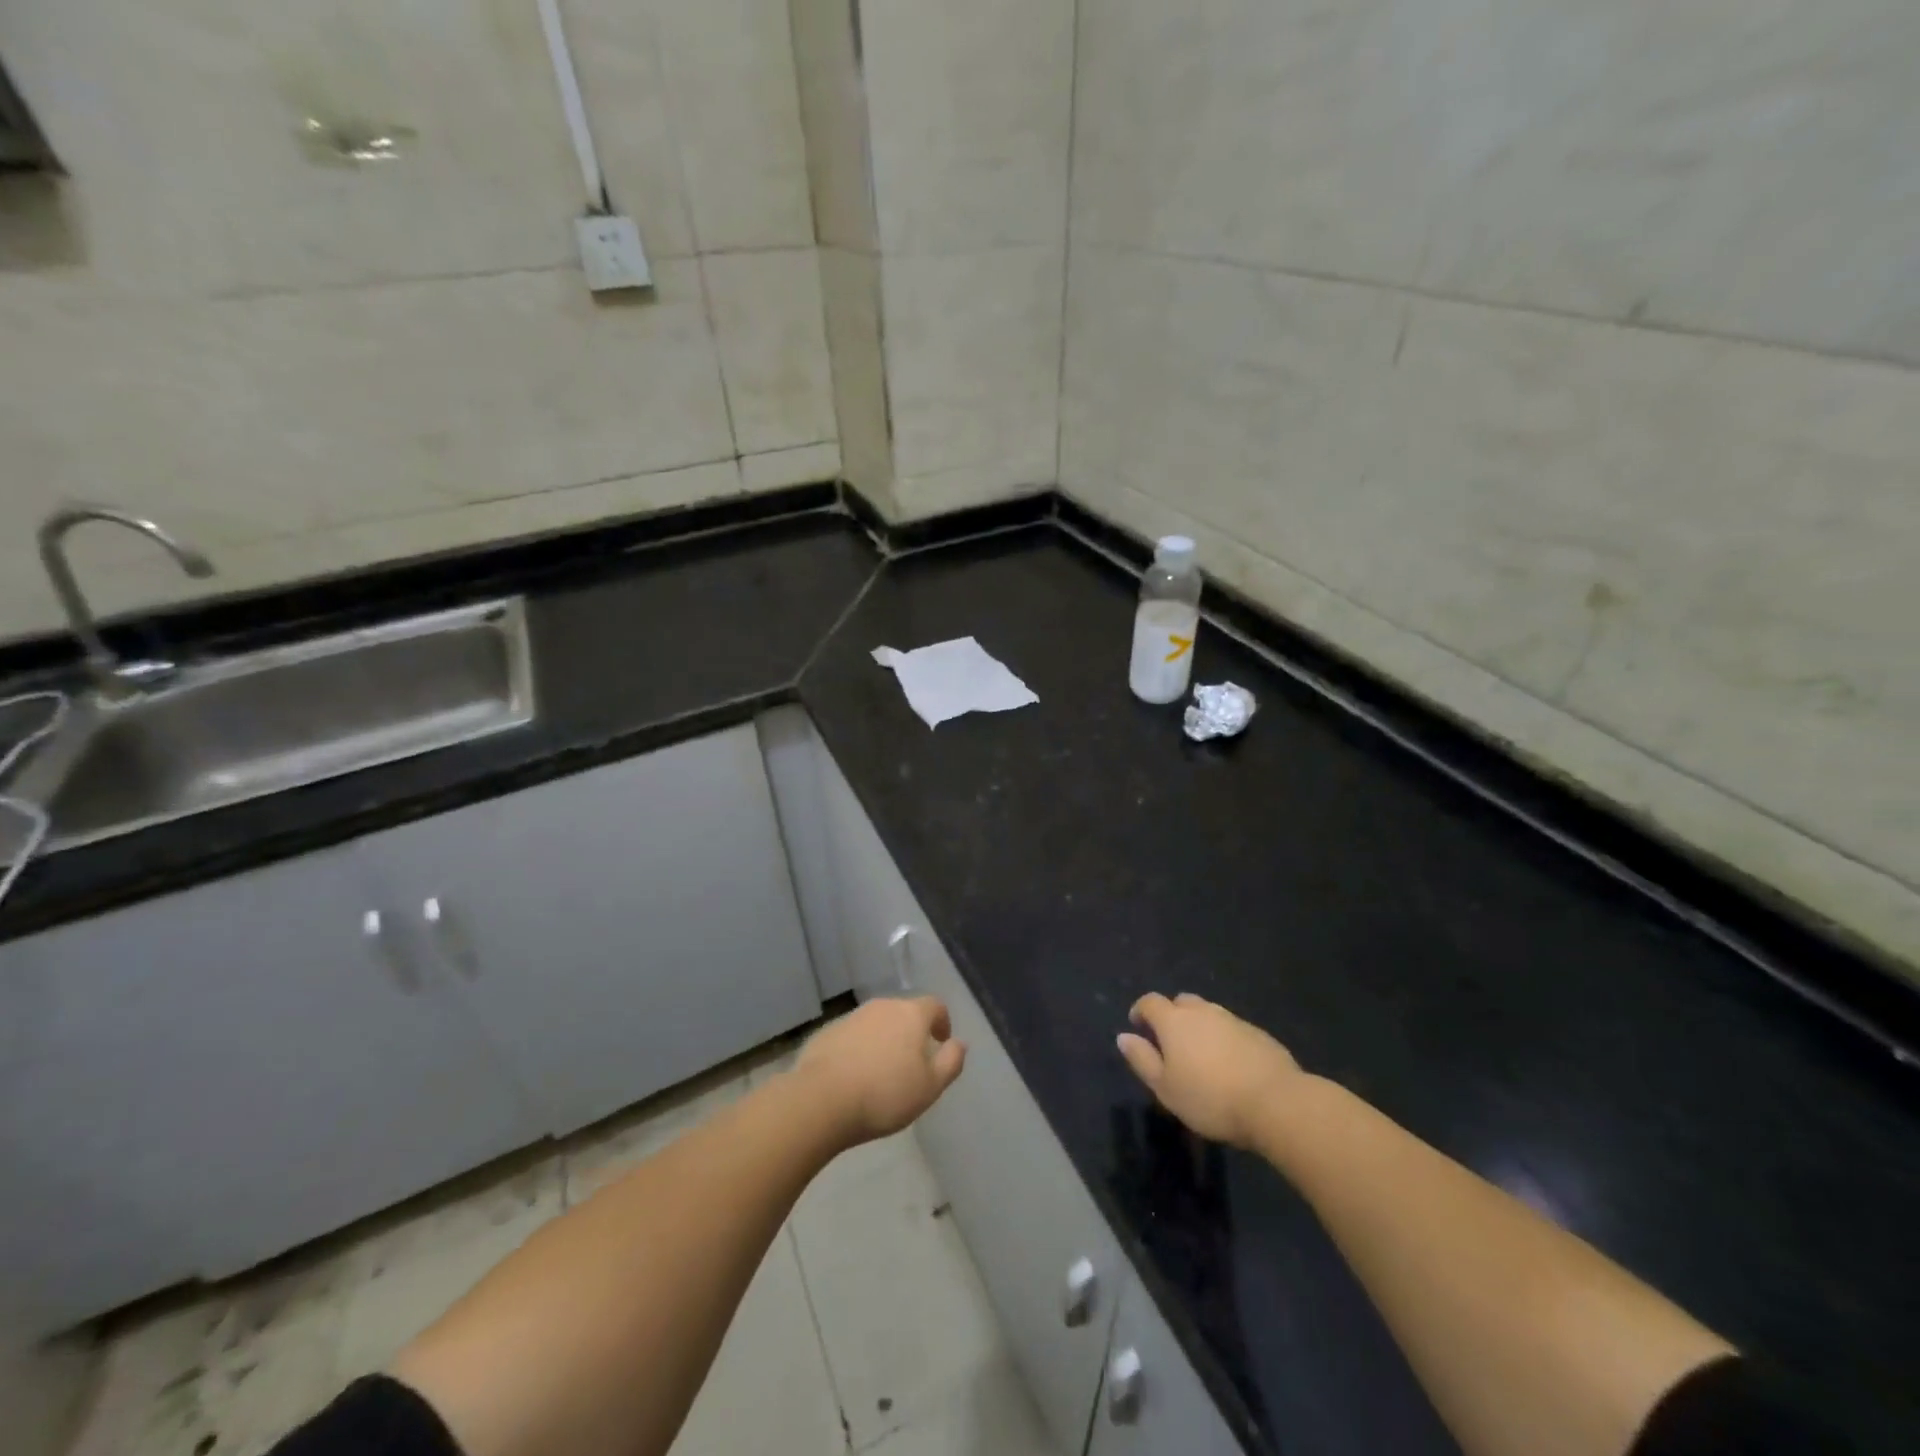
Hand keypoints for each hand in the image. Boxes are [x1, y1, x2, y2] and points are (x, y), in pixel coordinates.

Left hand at [795, 997, 966, 1145]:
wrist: (821, 1100)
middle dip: (911, 1032)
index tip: (941, 1042)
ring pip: (876, 1023)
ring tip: (882, 1072)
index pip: (935, 1005)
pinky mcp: (827, 1032)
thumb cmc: (885, 1094)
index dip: (942, 1021)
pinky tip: (854, 1077)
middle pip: (904, 1012)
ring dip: (884, 1040)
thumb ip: (951, 1062)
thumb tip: (960, 1043)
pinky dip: (859, 1049)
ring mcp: (852, 1017)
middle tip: (912, 1062)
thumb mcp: (930, 1087)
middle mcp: (882, 1006)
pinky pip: (852, 1036)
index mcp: (910, 1014)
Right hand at [1117, 993, 1302, 1147]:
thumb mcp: (1165, 1088)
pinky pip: (1231, 1028)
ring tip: (1201, 1055)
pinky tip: (1229, 1064)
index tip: (1138, 1026)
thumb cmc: (1210, 1098)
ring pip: (1208, 1013)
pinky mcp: (1258, 1033)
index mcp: (1174, 1021)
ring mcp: (1233, 1019)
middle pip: (1181, 1002)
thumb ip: (1142, 1059)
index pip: (1150, 1002)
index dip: (1141, 1010)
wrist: (1275, 1102)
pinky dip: (1223, 1038)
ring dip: (1199, 1026)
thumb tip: (1124, 1036)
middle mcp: (1202, 1011)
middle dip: (1171, 1015)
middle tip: (1171, 1043)